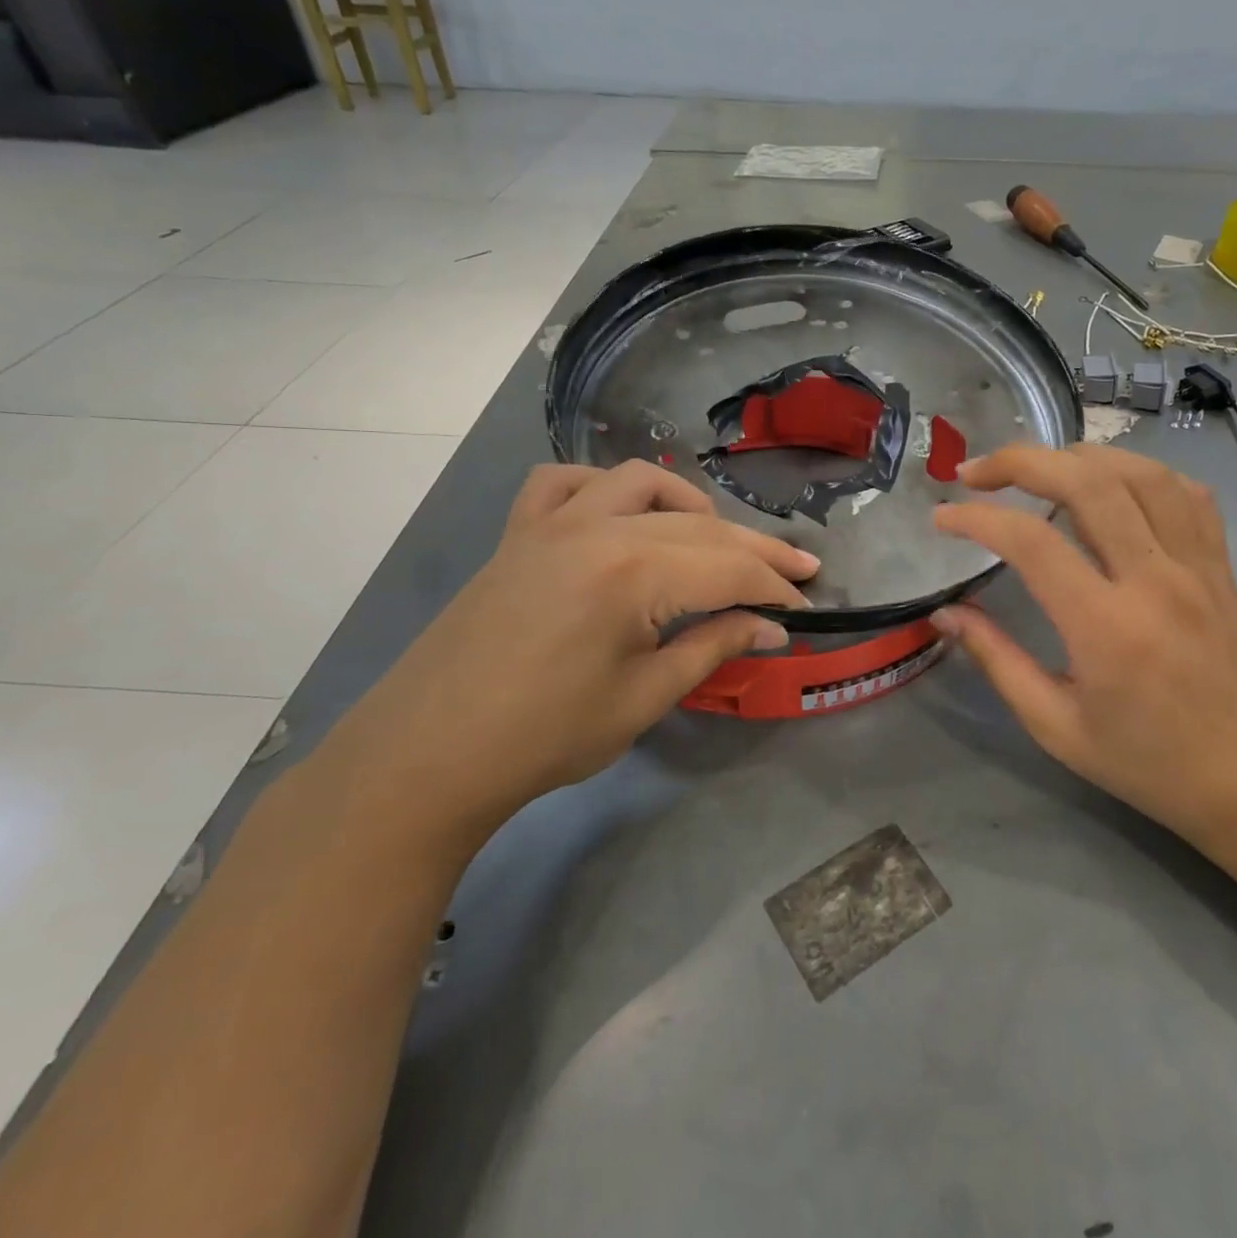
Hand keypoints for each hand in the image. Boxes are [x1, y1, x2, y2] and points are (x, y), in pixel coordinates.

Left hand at [319, 460, 817, 850]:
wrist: (429, 755)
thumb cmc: (545, 737)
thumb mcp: (645, 696)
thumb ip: (713, 646)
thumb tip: (772, 627)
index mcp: (632, 573)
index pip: (729, 569)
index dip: (775, 588)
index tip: (807, 606)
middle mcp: (597, 527)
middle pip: (699, 527)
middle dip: (756, 551)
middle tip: (797, 573)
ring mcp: (551, 521)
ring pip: (640, 482)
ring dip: (689, 504)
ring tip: (717, 538)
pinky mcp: (519, 532)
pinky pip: (564, 481)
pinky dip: (604, 487)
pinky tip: (623, 513)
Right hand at [932, 444, 1236, 840]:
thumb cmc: (1143, 761)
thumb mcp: (1054, 724)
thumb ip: (996, 660)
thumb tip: (944, 614)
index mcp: (1107, 628)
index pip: (1032, 542)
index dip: (978, 518)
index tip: (943, 516)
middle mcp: (1155, 581)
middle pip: (1087, 482)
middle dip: (1021, 461)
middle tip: (977, 471)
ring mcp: (1197, 567)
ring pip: (1141, 473)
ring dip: (1079, 455)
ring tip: (1038, 467)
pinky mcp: (1221, 566)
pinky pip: (1186, 494)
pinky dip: (1142, 473)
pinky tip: (1112, 484)